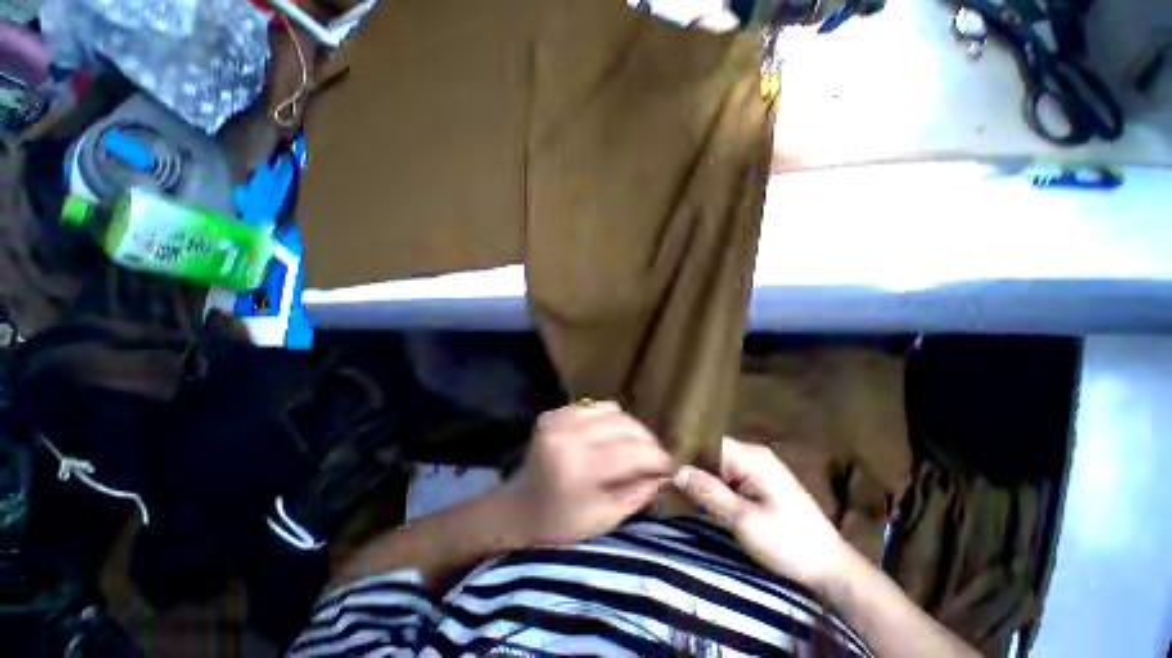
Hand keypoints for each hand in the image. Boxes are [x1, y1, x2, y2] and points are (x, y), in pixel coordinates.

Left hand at [501, 402, 673, 545]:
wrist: (518, 507)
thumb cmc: (560, 525)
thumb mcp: (605, 518)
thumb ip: (639, 492)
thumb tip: (667, 473)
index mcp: (578, 467)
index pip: (634, 451)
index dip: (659, 458)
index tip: (672, 467)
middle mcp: (568, 434)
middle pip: (626, 425)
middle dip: (647, 442)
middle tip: (655, 459)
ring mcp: (559, 418)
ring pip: (614, 411)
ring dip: (630, 429)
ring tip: (633, 448)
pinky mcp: (554, 412)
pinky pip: (595, 407)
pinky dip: (609, 421)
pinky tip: (609, 438)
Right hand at [673, 437, 847, 589]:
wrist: (830, 567)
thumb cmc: (789, 542)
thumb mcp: (744, 520)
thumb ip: (709, 492)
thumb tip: (676, 469)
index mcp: (752, 457)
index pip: (708, 442)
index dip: (684, 450)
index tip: (661, 463)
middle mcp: (753, 455)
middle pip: (711, 451)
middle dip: (689, 464)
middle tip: (664, 478)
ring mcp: (756, 468)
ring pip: (717, 464)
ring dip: (699, 476)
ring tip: (673, 486)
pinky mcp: (757, 482)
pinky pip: (726, 476)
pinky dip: (712, 485)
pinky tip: (697, 495)